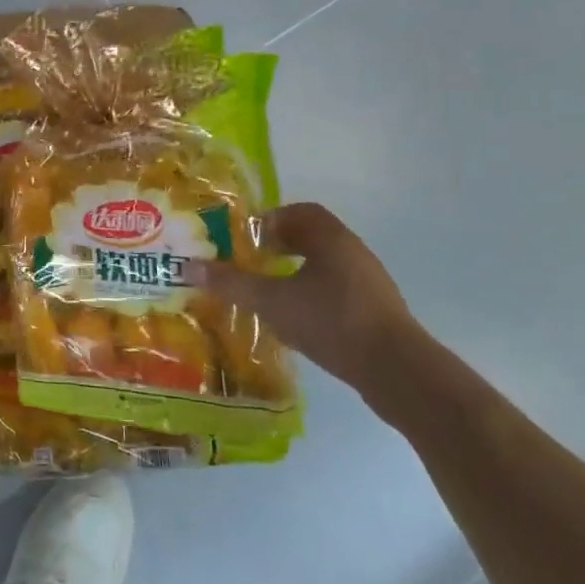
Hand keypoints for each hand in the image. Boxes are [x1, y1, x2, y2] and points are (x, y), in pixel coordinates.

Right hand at [190, 202, 420, 392]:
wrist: (397, 371)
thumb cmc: (331, 321)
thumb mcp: (271, 301)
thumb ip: (230, 283)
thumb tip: (187, 267)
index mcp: (330, 238)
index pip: (299, 212)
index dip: (271, 220)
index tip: (248, 239)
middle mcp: (353, 252)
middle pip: (312, 237)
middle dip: (280, 246)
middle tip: (253, 261)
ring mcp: (369, 283)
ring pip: (325, 265)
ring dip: (297, 271)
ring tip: (270, 292)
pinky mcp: (376, 312)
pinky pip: (338, 290)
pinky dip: (314, 295)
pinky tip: (297, 319)